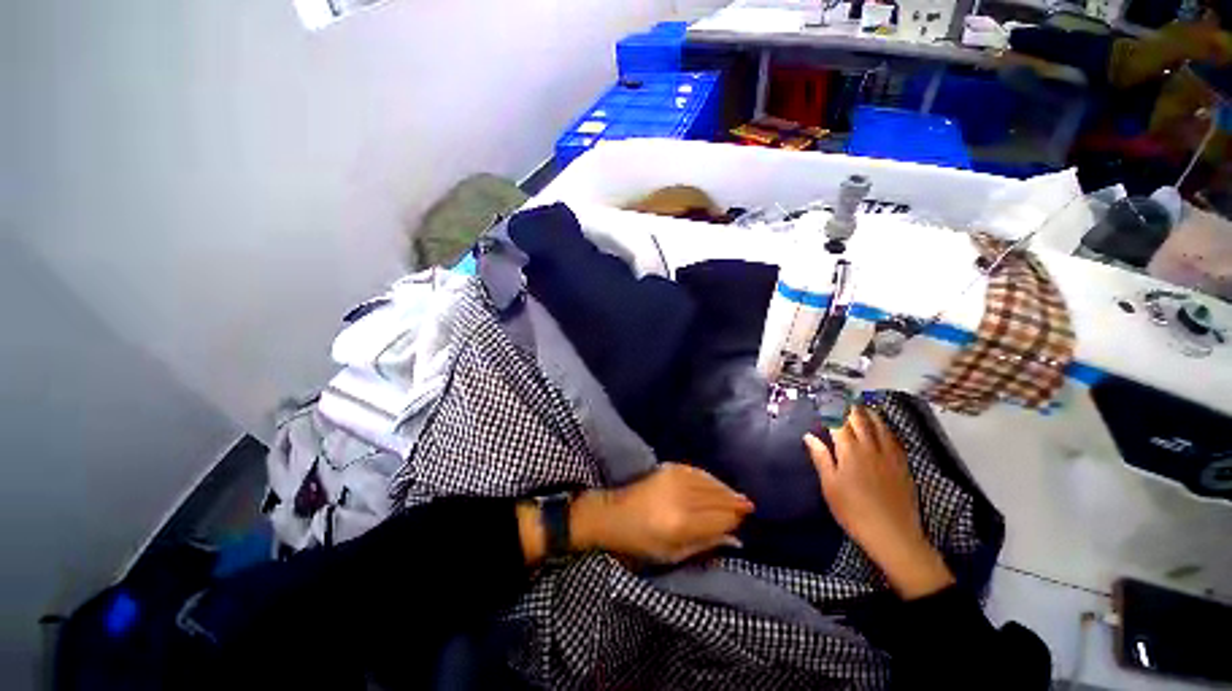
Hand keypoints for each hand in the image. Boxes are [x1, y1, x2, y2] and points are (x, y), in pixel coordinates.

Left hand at [572, 463, 753, 563]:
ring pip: (709, 482)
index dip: (733, 519)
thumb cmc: (640, 543)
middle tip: (748, 506)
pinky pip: (696, 471)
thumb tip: (735, 539)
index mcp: (682, 524)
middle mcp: (681, 498)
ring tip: (737, 496)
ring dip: (724, 489)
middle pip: (717, 498)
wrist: (612, 514)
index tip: (743, 520)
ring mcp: (674, 479)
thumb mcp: (673, 555)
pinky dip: (709, 477)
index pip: (720, 519)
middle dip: (733, 503)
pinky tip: (716, 483)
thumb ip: (705, 545)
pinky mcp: (668, 468)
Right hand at [804, 407, 953, 598]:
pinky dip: (886, 429)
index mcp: (849, 451)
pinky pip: (895, 440)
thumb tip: (809, 436)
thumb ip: (821, 457)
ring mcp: (890, 456)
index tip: (825, 400)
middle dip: (851, 407)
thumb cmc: (853, 510)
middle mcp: (870, 447)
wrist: (892, 535)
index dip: (832, 409)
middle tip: (843, 398)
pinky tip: (884, 429)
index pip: (839, 422)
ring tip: (863, 406)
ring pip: (880, 427)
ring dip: (870, 414)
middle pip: (861, 420)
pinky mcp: (903, 466)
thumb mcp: (830, 485)